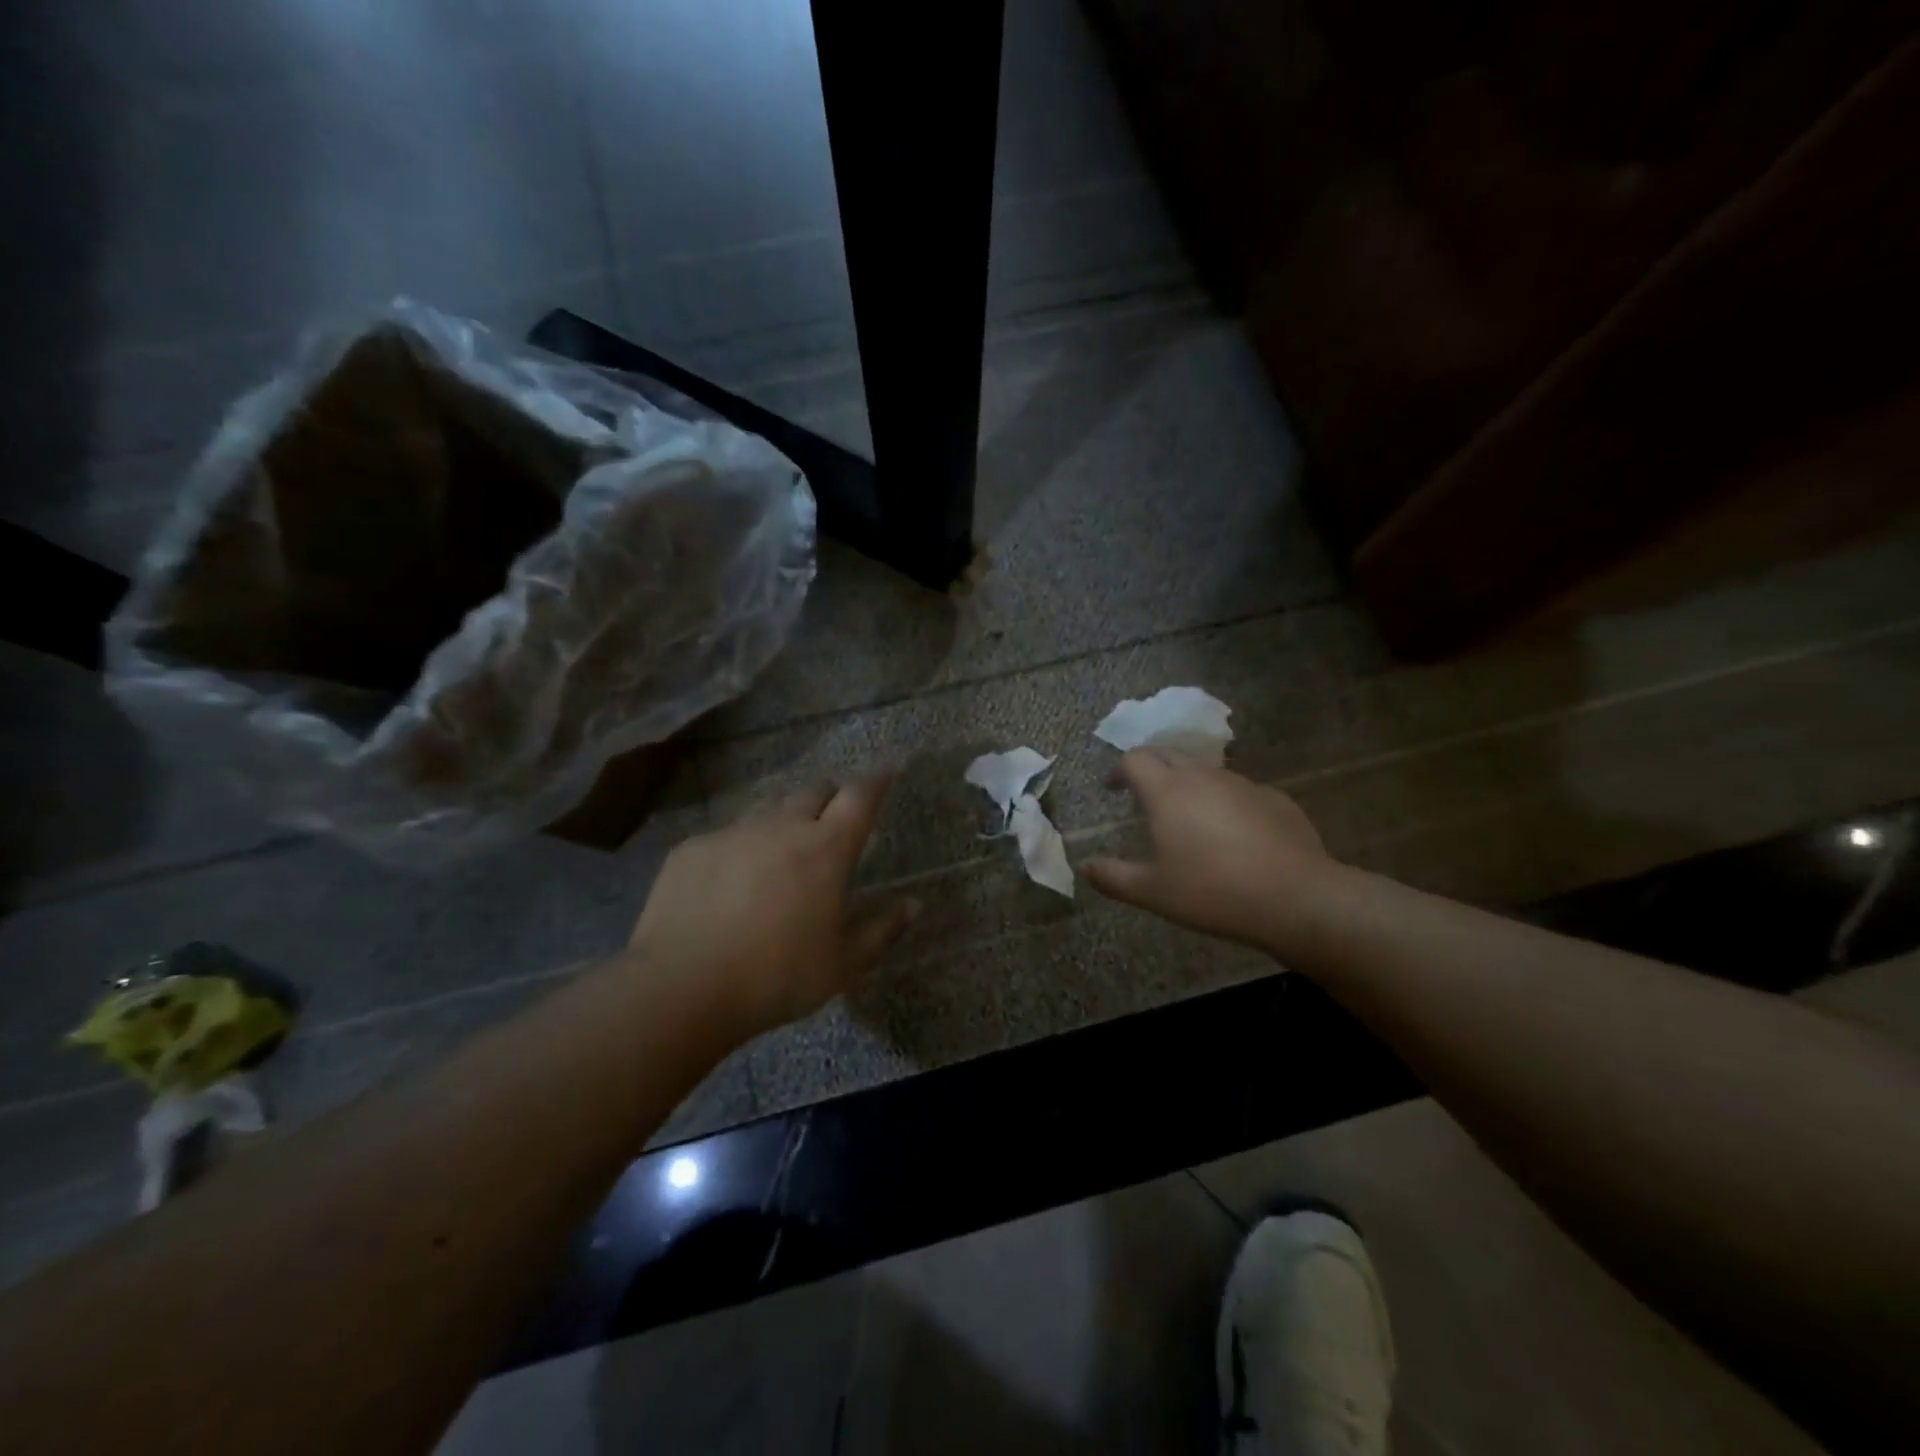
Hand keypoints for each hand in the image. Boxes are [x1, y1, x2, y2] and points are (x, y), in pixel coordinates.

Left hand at [624, 777, 919, 1036]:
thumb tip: (913, 904)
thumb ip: (882, 929)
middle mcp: (780, 827)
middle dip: (829, 797)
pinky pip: (725, 836)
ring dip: (784, 819)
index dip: (876, 781)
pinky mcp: (691, 849)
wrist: (681, 987)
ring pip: (767, 809)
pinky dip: (740, 849)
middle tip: (833, 817)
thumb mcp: (842, 964)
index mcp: (825, 849)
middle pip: (812, 792)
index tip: (886, 771)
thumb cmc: (776, 976)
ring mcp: (732, 834)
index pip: (859, 798)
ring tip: (782, 848)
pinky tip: (730, 883)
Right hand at [1083, 751, 1342, 951]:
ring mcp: (1243, 785)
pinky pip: (1240, 792)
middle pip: (1170, 756)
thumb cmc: (1212, 892)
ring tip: (1189, 819)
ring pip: (1207, 772)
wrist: (1296, 898)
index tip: (1113, 788)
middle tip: (1145, 797)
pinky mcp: (1276, 799)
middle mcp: (1203, 777)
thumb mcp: (1153, 892)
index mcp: (1168, 791)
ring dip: (1190, 786)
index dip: (1119, 770)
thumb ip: (1114, 877)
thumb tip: (1085, 867)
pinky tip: (1233, 835)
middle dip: (1152, 770)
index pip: (1135, 759)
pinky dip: (1226, 803)